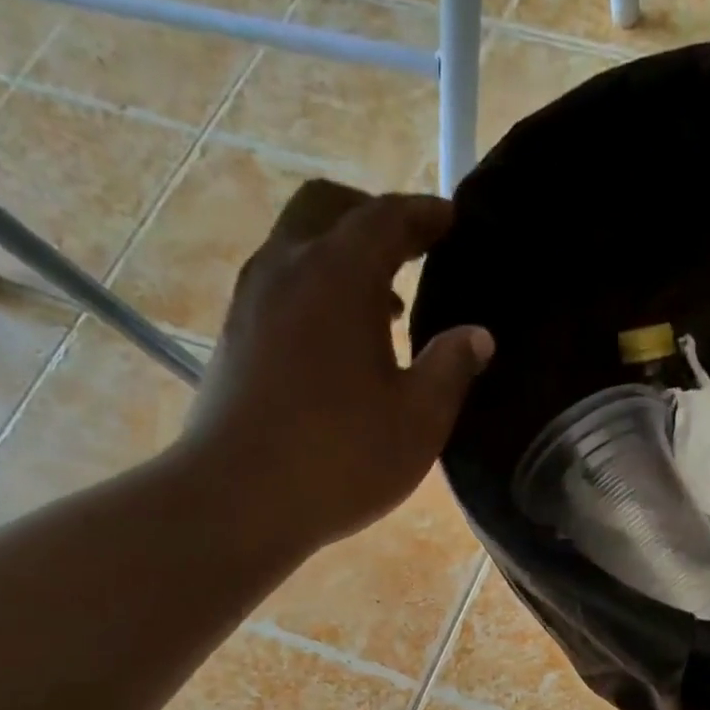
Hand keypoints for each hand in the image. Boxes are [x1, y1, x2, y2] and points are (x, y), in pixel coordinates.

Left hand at [177, 180, 493, 550]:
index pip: (387, 218)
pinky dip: (315, 289)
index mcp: (339, 276)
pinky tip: (340, 344)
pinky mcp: (233, 338)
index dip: (425, 215)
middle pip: (328, 209)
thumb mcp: (418, 421)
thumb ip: (451, 369)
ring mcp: (250, 301)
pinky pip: (280, 286)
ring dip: (341, 257)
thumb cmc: (341, 459)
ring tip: (385, 305)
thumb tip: (476, 335)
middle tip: (412, 248)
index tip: (452, 220)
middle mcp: (286, 269)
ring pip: (297, 247)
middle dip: (373, 217)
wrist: (240, 500)